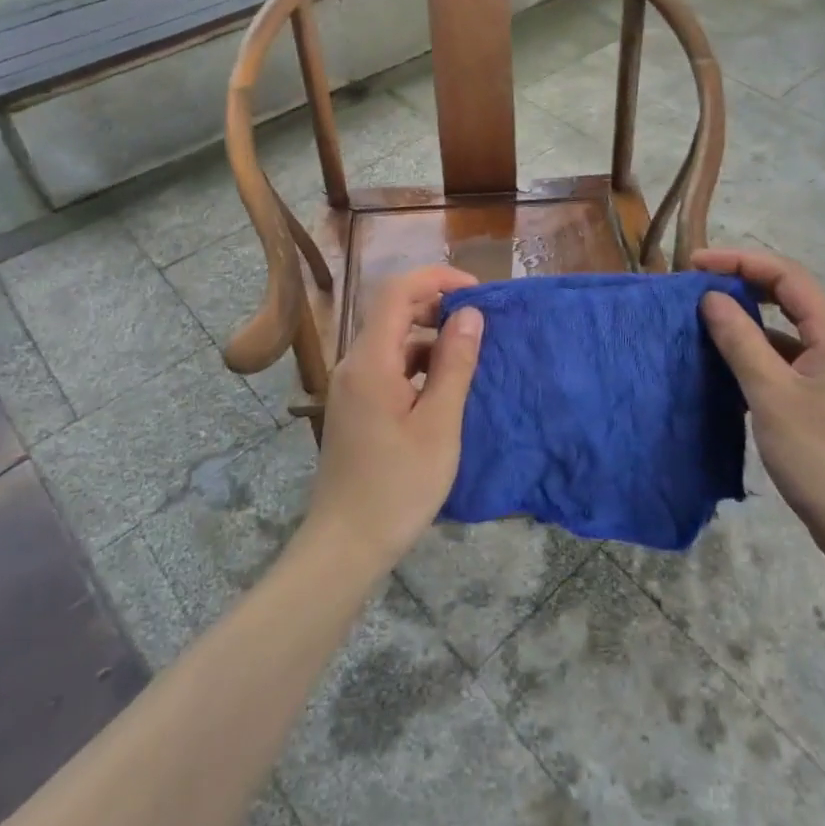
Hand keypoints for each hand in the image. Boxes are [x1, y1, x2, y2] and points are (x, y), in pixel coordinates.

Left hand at [305, 265, 484, 576]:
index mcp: (370, 361)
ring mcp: (351, 385)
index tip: (477, 292)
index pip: (397, 291)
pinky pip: (388, 365)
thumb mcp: (439, 425)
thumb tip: (471, 313)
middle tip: (480, 323)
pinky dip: (418, 362)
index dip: (437, 279)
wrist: (345, 546)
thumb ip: (455, 364)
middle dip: (437, 305)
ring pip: (392, 339)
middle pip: (393, 311)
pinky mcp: (356, 405)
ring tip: (470, 354)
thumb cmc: (398, 487)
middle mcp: (354, 364)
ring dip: (430, 336)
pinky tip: (444, 386)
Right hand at [694, 248, 824, 568]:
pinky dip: (761, 349)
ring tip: (707, 319)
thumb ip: (740, 340)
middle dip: (744, 283)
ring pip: (789, 326)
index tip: (695, 264)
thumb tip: (711, 297)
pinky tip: (731, 361)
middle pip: (790, 294)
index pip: (786, 275)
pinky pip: (792, 354)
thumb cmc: (820, 458)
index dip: (739, 261)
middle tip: (698, 285)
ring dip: (750, 317)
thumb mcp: (771, 395)